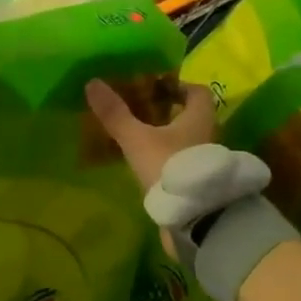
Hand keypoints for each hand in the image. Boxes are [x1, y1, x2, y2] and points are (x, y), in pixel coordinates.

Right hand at [85, 79, 217, 191]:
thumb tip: (92, 83)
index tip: (154, 87)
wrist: (194, 218)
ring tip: (138, 134)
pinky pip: (182, 158)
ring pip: (187, 137)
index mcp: (200, 117)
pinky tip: (146, 161)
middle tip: (140, 109)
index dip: (177, 85)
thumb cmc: (169, 167)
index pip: (197, 91)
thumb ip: (115, 114)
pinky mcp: (198, 180)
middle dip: (167, 110)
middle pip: (191, 114)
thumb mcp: (136, 139)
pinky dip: (167, 154)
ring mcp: (204, 159)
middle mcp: (208, 134)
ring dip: (167, 134)